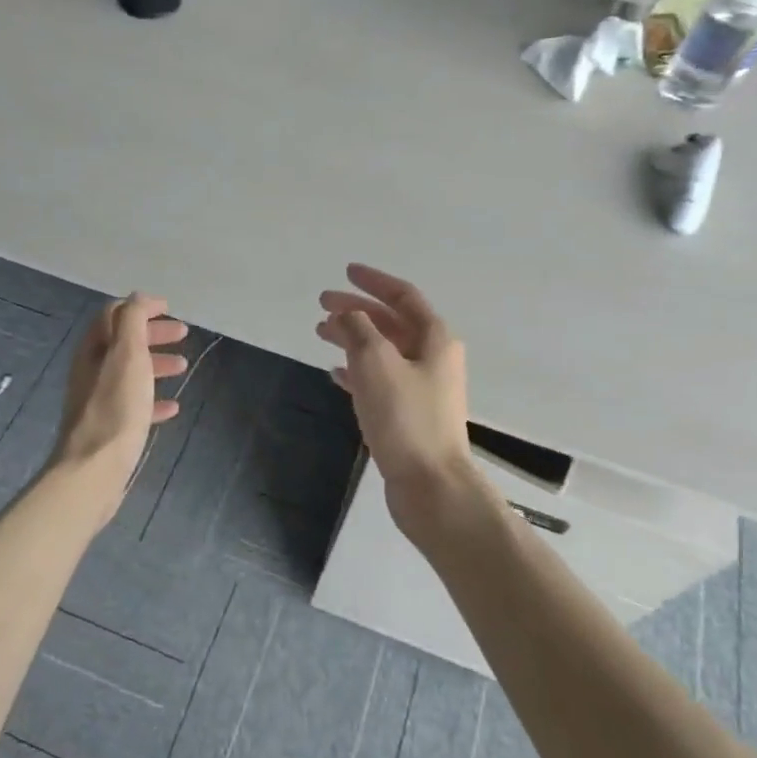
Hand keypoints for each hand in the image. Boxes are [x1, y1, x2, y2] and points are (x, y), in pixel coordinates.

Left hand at [52, 294, 187, 494]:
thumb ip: (132, 321)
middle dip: (152, 334)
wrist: (94, 469)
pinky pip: (134, 404)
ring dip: (156, 364)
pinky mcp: (109, 427)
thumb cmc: (115, 408)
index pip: (115, 314)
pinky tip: (173, 407)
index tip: (169, 308)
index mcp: (94, 349)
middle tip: (183, 334)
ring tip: (183, 367)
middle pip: (123, 341)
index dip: (141, 308)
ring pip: (130, 372)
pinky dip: (153, 399)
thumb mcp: (128, 355)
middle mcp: (92, 370)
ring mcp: (99, 399)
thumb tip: (138, 297)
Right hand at [317, 264, 472, 500]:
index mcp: (434, 339)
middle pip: (391, 322)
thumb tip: (347, 314)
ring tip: (321, 334)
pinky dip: (358, 371)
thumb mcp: (376, 363)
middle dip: (357, 310)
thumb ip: (358, 330)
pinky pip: (380, 381)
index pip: (403, 296)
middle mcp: (433, 358)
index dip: (373, 281)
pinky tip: (336, 373)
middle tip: (322, 305)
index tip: (346, 272)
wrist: (430, 485)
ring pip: (384, 351)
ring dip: (354, 339)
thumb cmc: (405, 418)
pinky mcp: (410, 415)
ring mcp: (423, 388)